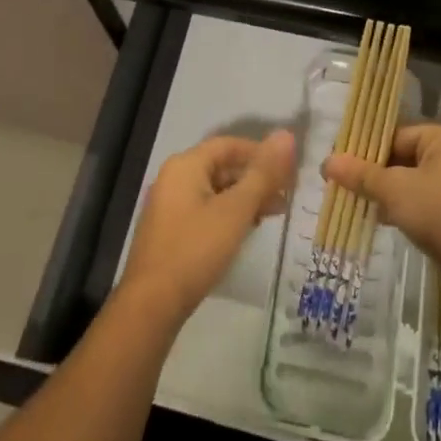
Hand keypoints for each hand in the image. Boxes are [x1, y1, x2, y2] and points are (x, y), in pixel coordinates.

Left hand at [121, 130, 295, 324]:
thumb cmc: (196, 249)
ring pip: (215, 190)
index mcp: (185, 165)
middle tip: (286, 195)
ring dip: (245, 198)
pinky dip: (228, 214)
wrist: (151, 304)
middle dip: (255, 178)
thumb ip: (263, 174)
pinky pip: (205, 210)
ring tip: (274, 213)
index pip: (229, 145)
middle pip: (221, 166)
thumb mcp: (236, 210)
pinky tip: (246, 230)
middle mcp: (173, 178)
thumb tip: (287, 136)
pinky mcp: (170, 231)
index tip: (288, 169)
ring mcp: (169, 205)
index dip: (260, 152)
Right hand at [322, 123, 440, 268]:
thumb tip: (325, 162)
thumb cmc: (437, 210)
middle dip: (375, 173)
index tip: (342, 163)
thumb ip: (360, 174)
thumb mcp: (393, 188)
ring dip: (387, 193)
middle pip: (404, 158)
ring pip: (413, 182)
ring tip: (357, 201)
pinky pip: (424, 201)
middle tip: (345, 183)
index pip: (397, 135)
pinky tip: (380, 219)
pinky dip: (403, 208)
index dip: (366, 149)